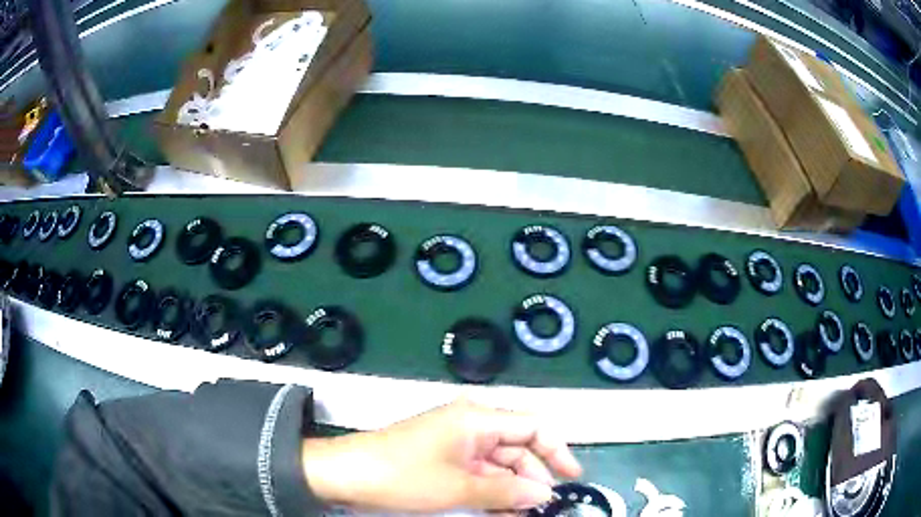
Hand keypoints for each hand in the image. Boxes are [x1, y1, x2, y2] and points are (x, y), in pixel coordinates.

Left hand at [301, 399, 581, 513]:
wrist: (346, 474)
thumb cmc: (402, 476)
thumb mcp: (458, 488)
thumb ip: (505, 492)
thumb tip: (544, 495)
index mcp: (478, 418)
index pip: (534, 427)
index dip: (557, 450)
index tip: (572, 478)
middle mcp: (472, 424)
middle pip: (519, 447)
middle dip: (533, 477)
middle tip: (543, 508)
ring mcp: (457, 443)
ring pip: (500, 465)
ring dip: (513, 489)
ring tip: (523, 515)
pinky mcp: (445, 459)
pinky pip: (479, 474)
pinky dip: (492, 492)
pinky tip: (502, 512)